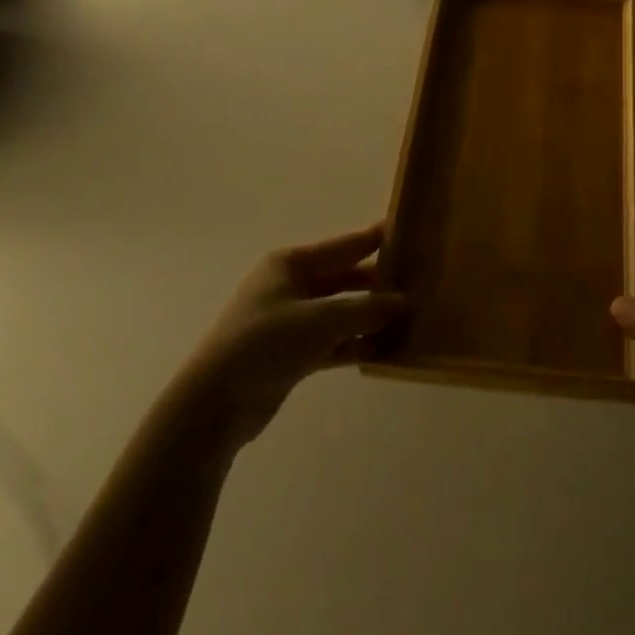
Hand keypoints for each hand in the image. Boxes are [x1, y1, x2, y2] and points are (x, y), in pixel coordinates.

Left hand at [181, 224, 405, 449]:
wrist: (215, 401)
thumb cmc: (266, 343)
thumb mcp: (321, 320)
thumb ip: (366, 310)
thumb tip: (405, 301)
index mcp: (291, 263)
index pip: (344, 245)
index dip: (376, 240)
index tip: (410, 233)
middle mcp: (290, 286)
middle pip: (344, 278)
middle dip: (378, 284)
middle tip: (420, 284)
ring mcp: (290, 320)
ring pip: (340, 312)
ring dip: (370, 317)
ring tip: (411, 319)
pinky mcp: (291, 353)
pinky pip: (333, 341)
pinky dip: (355, 344)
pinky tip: (385, 350)